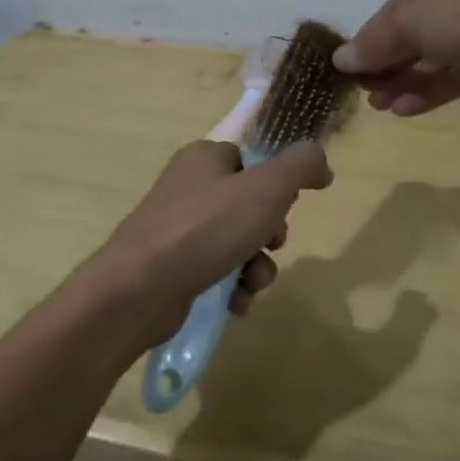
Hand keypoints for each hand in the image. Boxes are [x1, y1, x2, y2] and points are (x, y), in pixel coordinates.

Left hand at [84, 140, 332, 347]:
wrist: (139, 289)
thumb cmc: (206, 229)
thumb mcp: (267, 189)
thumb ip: (300, 167)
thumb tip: (321, 162)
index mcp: (204, 158)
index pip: (251, 162)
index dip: (276, 186)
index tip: (285, 208)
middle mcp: (188, 187)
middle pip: (248, 205)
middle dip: (269, 234)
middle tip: (270, 246)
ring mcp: (176, 228)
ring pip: (237, 242)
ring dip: (256, 266)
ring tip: (252, 284)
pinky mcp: (170, 266)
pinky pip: (216, 270)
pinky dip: (232, 286)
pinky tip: (235, 302)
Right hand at [335, 0, 459, 115]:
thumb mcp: (409, 23)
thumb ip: (374, 42)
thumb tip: (340, 59)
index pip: (395, 7)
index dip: (370, 37)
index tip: (351, 67)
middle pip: (414, 32)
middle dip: (388, 64)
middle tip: (366, 93)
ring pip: (436, 56)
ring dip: (406, 81)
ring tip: (381, 107)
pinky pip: (458, 73)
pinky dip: (432, 89)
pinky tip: (407, 109)